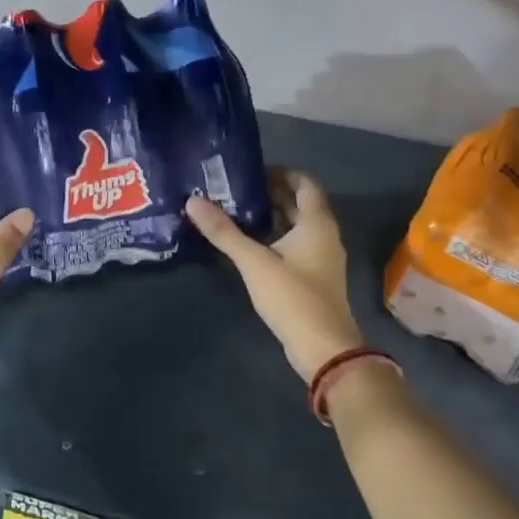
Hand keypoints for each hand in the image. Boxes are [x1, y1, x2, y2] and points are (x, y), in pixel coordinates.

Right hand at [185, 169, 363, 380]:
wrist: (324, 348)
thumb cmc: (293, 297)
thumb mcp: (254, 262)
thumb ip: (224, 232)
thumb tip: (193, 201)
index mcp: (317, 223)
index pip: (305, 183)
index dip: (282, 172)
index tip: (252, 171)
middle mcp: (325, 235)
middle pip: (301, 203)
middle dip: (272, 193)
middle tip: (237, 189)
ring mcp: (322, 258)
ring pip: (299, 225)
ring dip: (274, 215)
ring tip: (239, 211)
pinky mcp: (316, 277)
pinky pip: (297, 244)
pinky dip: (277, 236)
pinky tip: (252, 244)